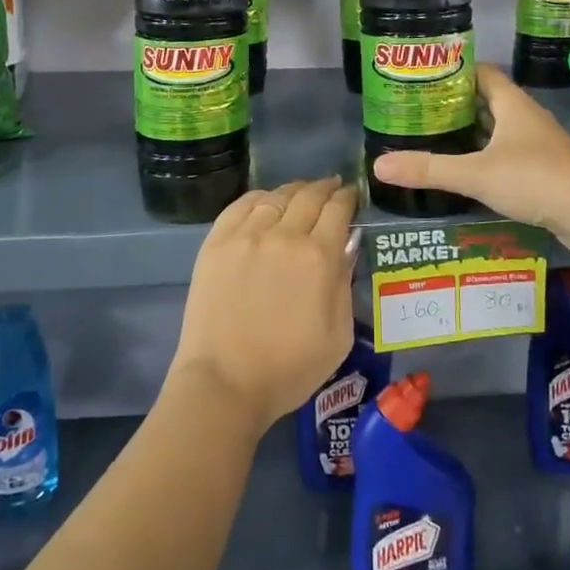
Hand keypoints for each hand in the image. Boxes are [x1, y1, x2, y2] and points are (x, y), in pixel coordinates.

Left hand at [168, 177, 357, 428]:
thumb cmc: (289, 369)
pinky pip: (241, 205)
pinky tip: (266, 200)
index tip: (352, 195)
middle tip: (332, 186)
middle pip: (310, 196)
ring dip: (294, 190)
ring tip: (301, 193)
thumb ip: (345, 286)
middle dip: (325, 188)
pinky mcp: (217, 242)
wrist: (224, 383)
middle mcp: (285, 235)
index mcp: (319, 257)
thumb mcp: (338, 336)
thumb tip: (346, 249)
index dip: (348, 198)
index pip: (338, 210)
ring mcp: (247, 235)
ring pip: (276, 196)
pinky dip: (260, 197)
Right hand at [374, 65, 569, 235]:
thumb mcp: (475, 174)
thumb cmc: (534, 178)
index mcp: (512, 104)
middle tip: (420, 113)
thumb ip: (429, 169)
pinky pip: (508, 154)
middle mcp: (526, 117)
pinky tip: (467, 173)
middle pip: (488, 101)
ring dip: (472, 133)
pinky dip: (487, 157)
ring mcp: (538, 144)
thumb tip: (378, 165)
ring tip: (437, 140)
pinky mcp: (544, 169)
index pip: (482, 72)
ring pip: (498, 130)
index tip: (424, 79)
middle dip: (456, 105)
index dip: (455, 71)